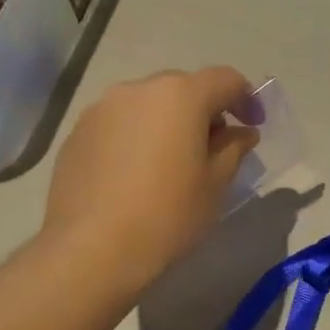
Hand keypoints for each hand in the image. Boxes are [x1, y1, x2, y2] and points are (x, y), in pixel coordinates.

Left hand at [43, 67, 260, 291]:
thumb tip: (241, 133)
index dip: (245, 99)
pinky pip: (118, 124)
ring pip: (146, 104)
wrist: (92, 250)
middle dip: (203, 111)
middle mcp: (138, 89)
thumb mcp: (214, 185)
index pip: (224, 79)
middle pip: (182, 88)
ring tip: (169, 162)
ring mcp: (101, 109)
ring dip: (166, 122)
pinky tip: (134, 175)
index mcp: (180, 96)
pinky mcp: (77, 132)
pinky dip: (135, 137)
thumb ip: (233, 149)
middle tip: (212, 148)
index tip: (252, 125)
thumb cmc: (167, 216)